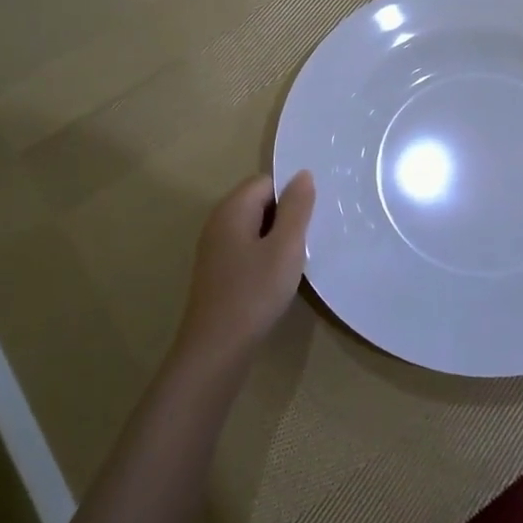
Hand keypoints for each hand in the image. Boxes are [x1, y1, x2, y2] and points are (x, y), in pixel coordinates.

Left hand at [174, 171, 315, 371]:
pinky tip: (275, 280)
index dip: (290, 197)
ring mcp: (214, 249)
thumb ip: (296, 208)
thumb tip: (303, 174)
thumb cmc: (255, 292)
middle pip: (258, 202)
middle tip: (305, 243)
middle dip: (285, 218)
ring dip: (276, 240)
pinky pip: (246, 249)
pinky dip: (264, 257)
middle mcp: (218, 222)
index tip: (308, 223)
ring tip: (294, 262)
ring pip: (254, 228)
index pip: (266, 182)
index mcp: (232, 209)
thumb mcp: (286, 246)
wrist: (217, 348)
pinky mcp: (217, 272)